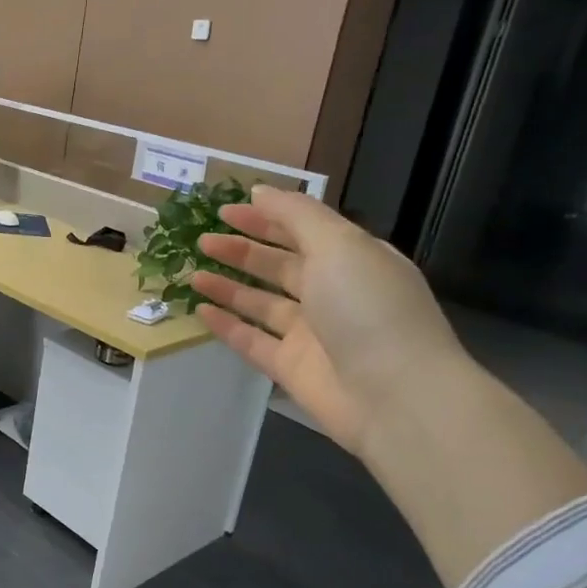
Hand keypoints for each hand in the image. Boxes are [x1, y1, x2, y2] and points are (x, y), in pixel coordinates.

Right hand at [189, 187, 468, 456]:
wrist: (394, 395)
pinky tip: (201, 310)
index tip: (224, 210)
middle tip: (201, 240)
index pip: (303, 230)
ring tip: (192, 273)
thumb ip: (296, 215)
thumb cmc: (368, 307)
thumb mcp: (338, 244)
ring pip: (261, 303)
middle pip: (279, 266)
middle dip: (241, 250)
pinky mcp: (291, 368)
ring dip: (228, 286)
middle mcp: (332, 293)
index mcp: (352, 259)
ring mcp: (311, 333)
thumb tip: (259, 192)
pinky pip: (252, 341)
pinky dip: (227, 326)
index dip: (265, 218)